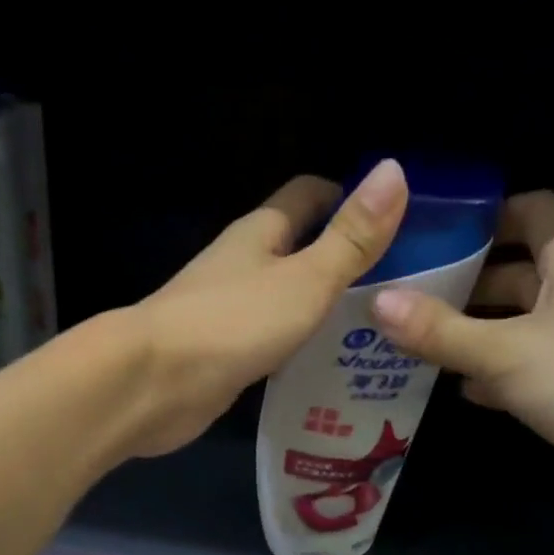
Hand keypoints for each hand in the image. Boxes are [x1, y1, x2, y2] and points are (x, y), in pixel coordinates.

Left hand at [120, 159, 409, 458]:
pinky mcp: (224, 355)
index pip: (309, 197)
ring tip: (377, 331)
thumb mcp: (306, 278)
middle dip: (343, 262)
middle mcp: (243, 265)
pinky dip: (299, 348)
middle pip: (299, 250)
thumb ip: (351, 237)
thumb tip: (393, 170)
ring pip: (286, 300)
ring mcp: (230, 312)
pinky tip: (330, 369)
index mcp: (261, 233)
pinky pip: (272, 342)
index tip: (396, 222)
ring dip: (323, 310)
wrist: (154, 384)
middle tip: (399, 288)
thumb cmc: (234, 322)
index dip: (349, 200)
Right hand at [371, 189, 553, 524]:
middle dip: (462, 280)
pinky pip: (526, 367)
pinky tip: (455, 387)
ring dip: (472, 331)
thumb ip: (440, 330)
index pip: (532, 210)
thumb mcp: (505, 352)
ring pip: (516, 323)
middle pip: (514, 271)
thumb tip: (376, 302)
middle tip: (402, 293)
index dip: (486, 213)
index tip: (432, 230)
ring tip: (413, 339)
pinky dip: (493, 372)